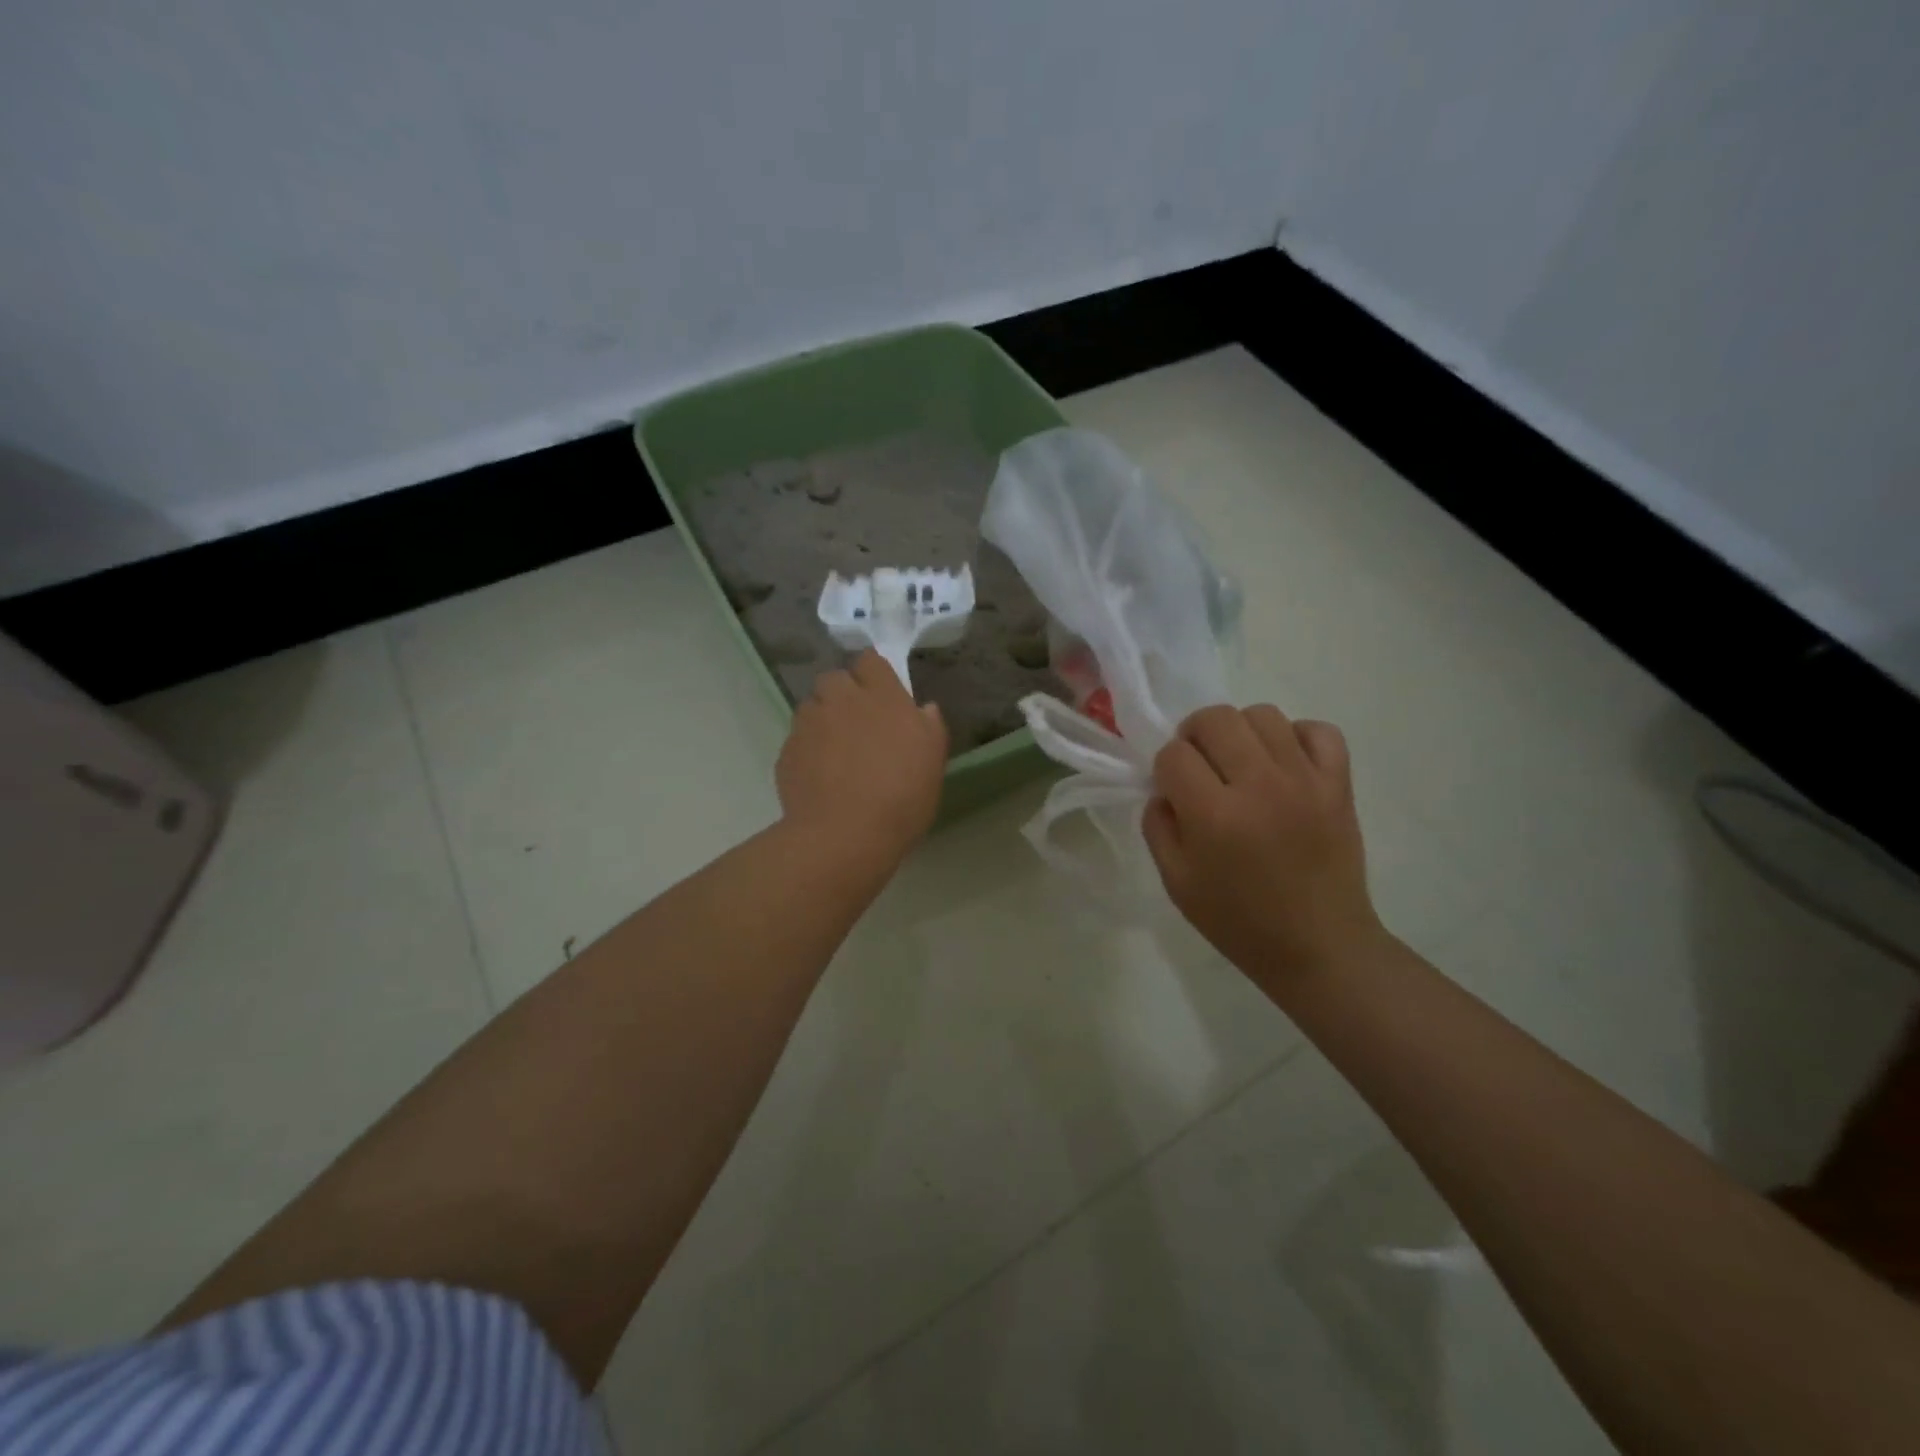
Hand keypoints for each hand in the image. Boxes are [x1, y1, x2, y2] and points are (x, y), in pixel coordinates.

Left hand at [777, 651, 947, 862]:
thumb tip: (923, 709)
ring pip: (812, 707)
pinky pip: (798, 740)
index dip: (873, 675)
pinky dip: (808, 750)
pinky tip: (820, 777)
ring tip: (836, 753)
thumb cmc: (902, 797)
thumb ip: (929, 727)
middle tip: (858, 725)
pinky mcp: (787, 751)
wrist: (845, 835)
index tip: (882, 696)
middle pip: (834, 679)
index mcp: (882, 697)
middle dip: (843, 694)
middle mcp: (842, 700)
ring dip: (823, 720)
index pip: (870, 661)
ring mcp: (809, 724)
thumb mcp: (933, 762)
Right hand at [1143, 704, 1385, 982]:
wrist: (1318, 946)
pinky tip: (1285, 764)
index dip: (1166, 769)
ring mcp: (1305, 780)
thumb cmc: (1238, 921)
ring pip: (1263, 714)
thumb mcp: (1176, 882)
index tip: (1174, 790)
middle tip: (1200, 765)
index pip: (1174, 755)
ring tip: (1242, 763)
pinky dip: (1296, 737)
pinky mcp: (1339, 784)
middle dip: (1194, 735)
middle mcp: (1260, 786)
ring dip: (1241, 732)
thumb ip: (1158, 827)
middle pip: (1215, 718)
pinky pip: (1319, 730)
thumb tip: (1164, 789)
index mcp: (1214, 816)